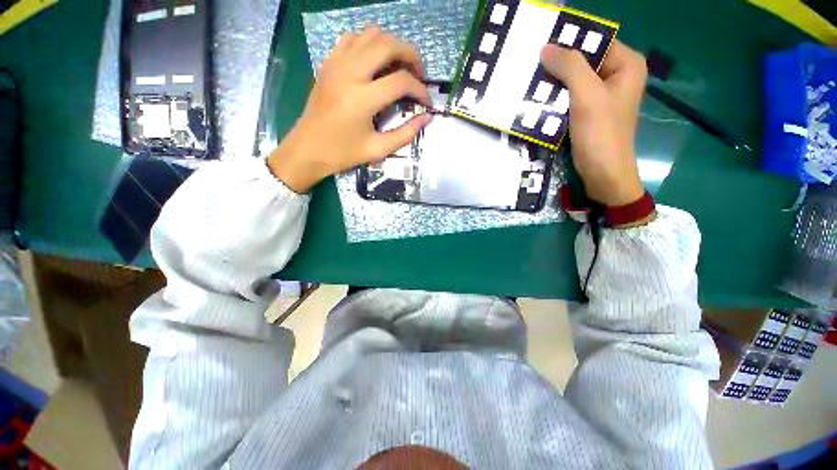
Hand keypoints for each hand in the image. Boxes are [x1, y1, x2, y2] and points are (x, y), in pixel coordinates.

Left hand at [268, 27, 432, 192]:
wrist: (308, 149)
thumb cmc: (343, 153)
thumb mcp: (378, 149)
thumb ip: (406, 134)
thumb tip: (427, 118)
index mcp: (362, 99)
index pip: (401, 81)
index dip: (420, 90)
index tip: (426, 102)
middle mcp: (349, 73)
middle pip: (388, 45)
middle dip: (411, 55)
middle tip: (419, 75)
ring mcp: (336, 63)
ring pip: (371, 34)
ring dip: (392, 46)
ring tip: (401, 67)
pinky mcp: (329, 63)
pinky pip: (353, 38)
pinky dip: (371, 43)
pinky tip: (377, 62)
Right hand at [541, 40, 646, 207]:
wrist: (603, 173)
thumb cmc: (601, 134)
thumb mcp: (586, 96)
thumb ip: (570, 67)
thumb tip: (545, 47)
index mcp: (626, 64)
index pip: (596, 41)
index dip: (570, 42)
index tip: (542, 47)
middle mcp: (617, 76)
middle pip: (584, 61)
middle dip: (559, 65)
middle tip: (532, 66)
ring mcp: (603, 96)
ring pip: (575, 80)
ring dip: (554, 83)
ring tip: (531, 83)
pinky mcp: (590, 112)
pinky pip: (571, 97)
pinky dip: (556, 98)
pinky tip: (539, 100)